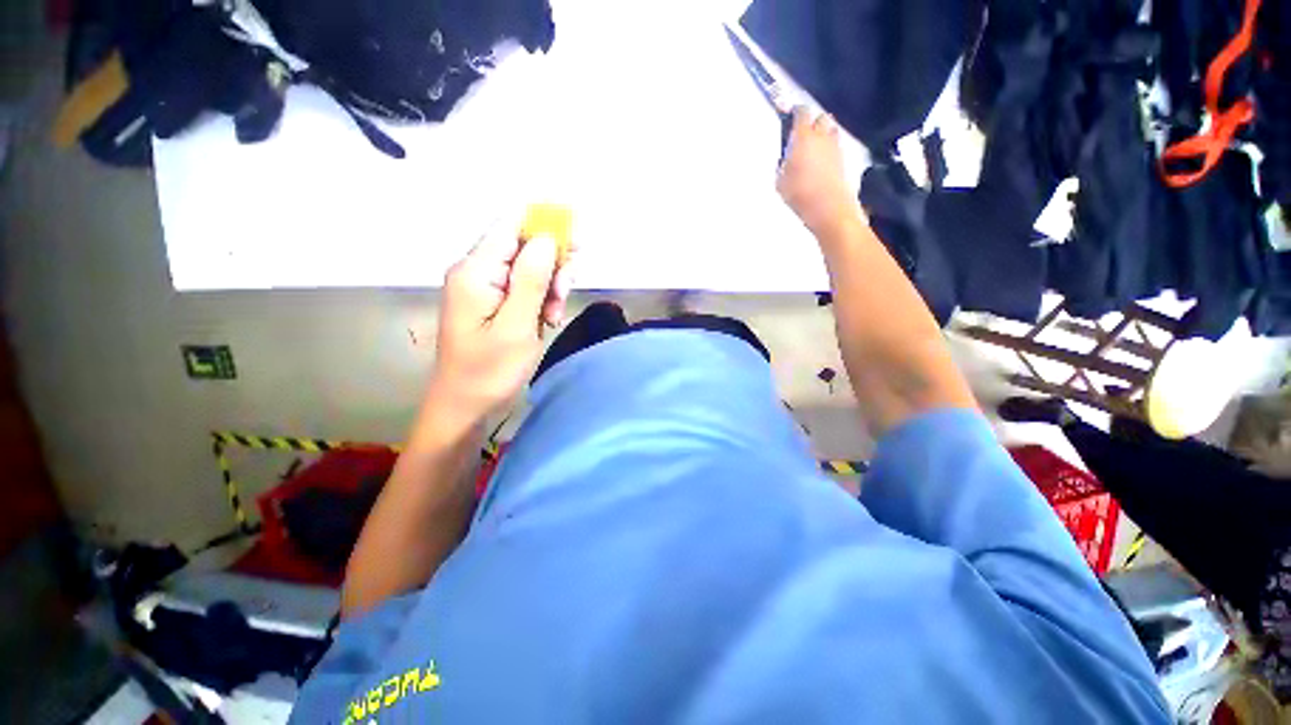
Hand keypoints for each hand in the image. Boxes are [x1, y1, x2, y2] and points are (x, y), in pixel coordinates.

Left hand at [426, 219, 574, 428]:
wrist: (465, 408)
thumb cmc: (490, 372)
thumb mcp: (517, 326)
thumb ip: (531, 279)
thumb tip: (546, 237)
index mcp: (475, 271)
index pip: (512, 225)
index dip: (546, 226)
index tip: (577, 243)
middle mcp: (477, 271)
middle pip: (524, 245)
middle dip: (552, 265)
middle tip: (564, 295)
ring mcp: (485, 288)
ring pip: (530, 268)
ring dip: (550, 287)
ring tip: (554, 316)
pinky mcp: (494, 303)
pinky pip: (525, 288)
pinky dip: (542, 300)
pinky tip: (547, 320)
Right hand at [777, 108, 860, 234]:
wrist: (828, 207)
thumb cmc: (799, 193)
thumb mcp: (780, 181)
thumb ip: (782, 165)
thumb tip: (785, 158)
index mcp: (803, 136)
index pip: (802, 112)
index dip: (796, 112)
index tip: (790, 116)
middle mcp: (821, 136)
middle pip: (820, 117)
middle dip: (812, 122)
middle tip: (802, 134)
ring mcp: (835, 146)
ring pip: (830, 129)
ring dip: (822, 133)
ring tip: (813, 146)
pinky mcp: (843, 158)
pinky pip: (835, 145)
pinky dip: (828, 147)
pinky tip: (820, 161)